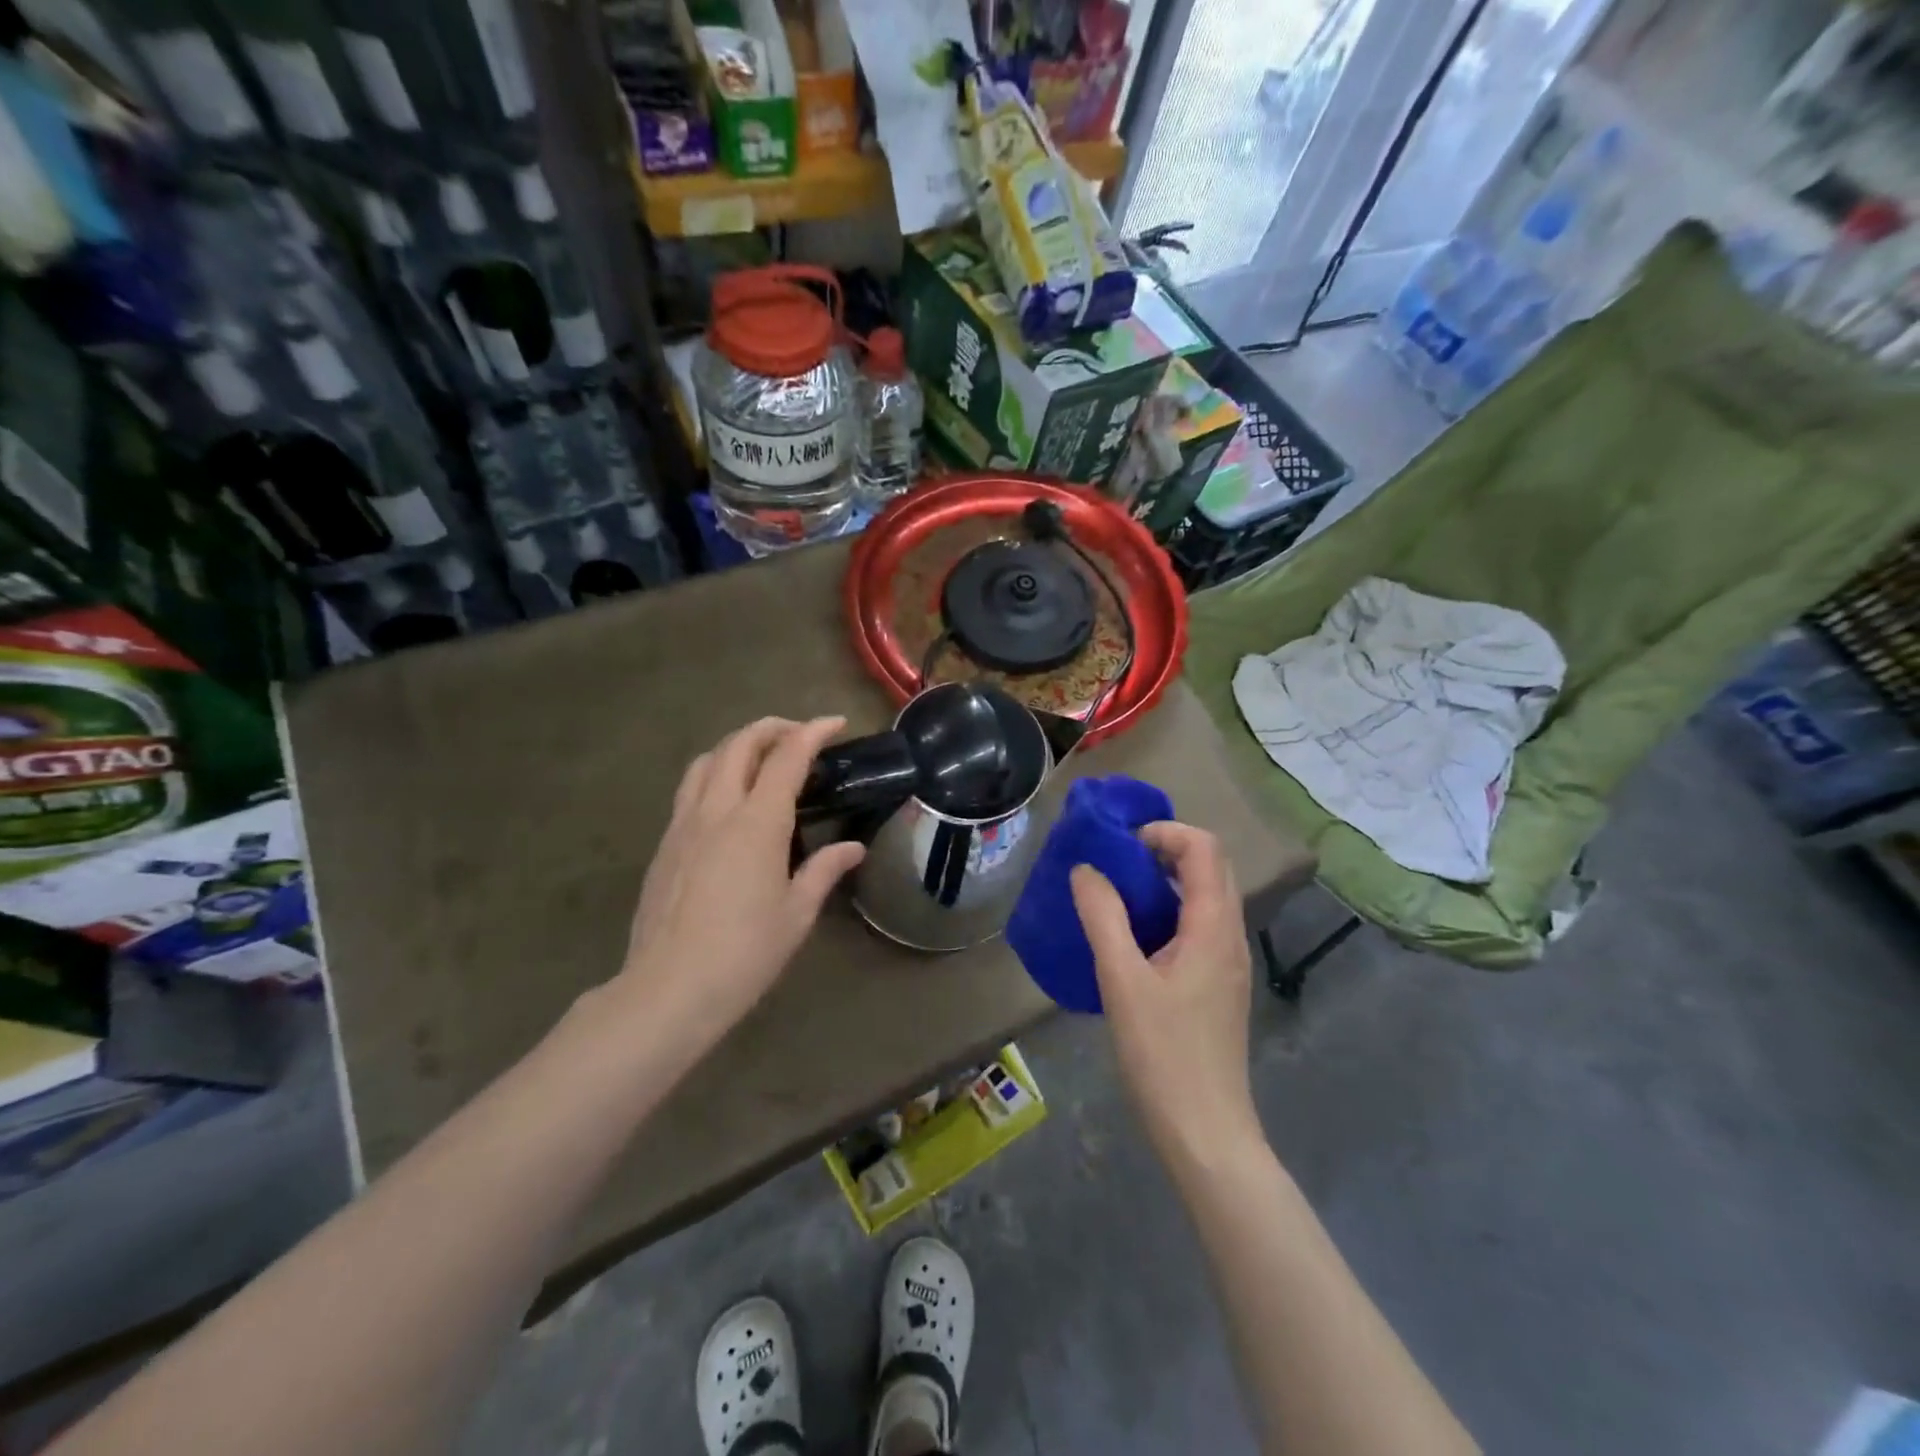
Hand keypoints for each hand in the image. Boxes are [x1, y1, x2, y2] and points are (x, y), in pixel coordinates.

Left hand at [614, 717, 865, 1051]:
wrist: (668, 989)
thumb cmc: (744, 953)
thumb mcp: (796, 913)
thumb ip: (824, 870)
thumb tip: (853, 848)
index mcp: (757, 823)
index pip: (787, 757)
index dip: (812, 732)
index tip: (835, 723)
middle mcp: (716, 810)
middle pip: (739, 744)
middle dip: (772, 728)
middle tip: (799, 735)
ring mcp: (683, 824)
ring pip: (706, 761)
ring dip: (737, 745)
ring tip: (760, 758)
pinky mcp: (664, 844)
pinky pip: (689, 789)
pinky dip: (714, 774)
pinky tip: (727, 802)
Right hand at [1070, 823, 1259, 1167]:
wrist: (1206, 1131)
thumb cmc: (1163, 1054)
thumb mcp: (1122, 980)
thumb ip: (1103, 917)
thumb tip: (1085, 869)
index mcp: (1214, 926)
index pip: (1204, 848)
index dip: (1165, 832)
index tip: (1121, 845)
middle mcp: (1230, 935)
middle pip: (1209, 867)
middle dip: (1164, 850)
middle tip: (1115, 863)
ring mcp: (1228, 962)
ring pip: (1205, 897)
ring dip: (1165, 881)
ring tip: (1116, 894)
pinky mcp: (1218, 985)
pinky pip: (1199, 926)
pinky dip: (1168, 911)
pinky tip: (1133, 938)